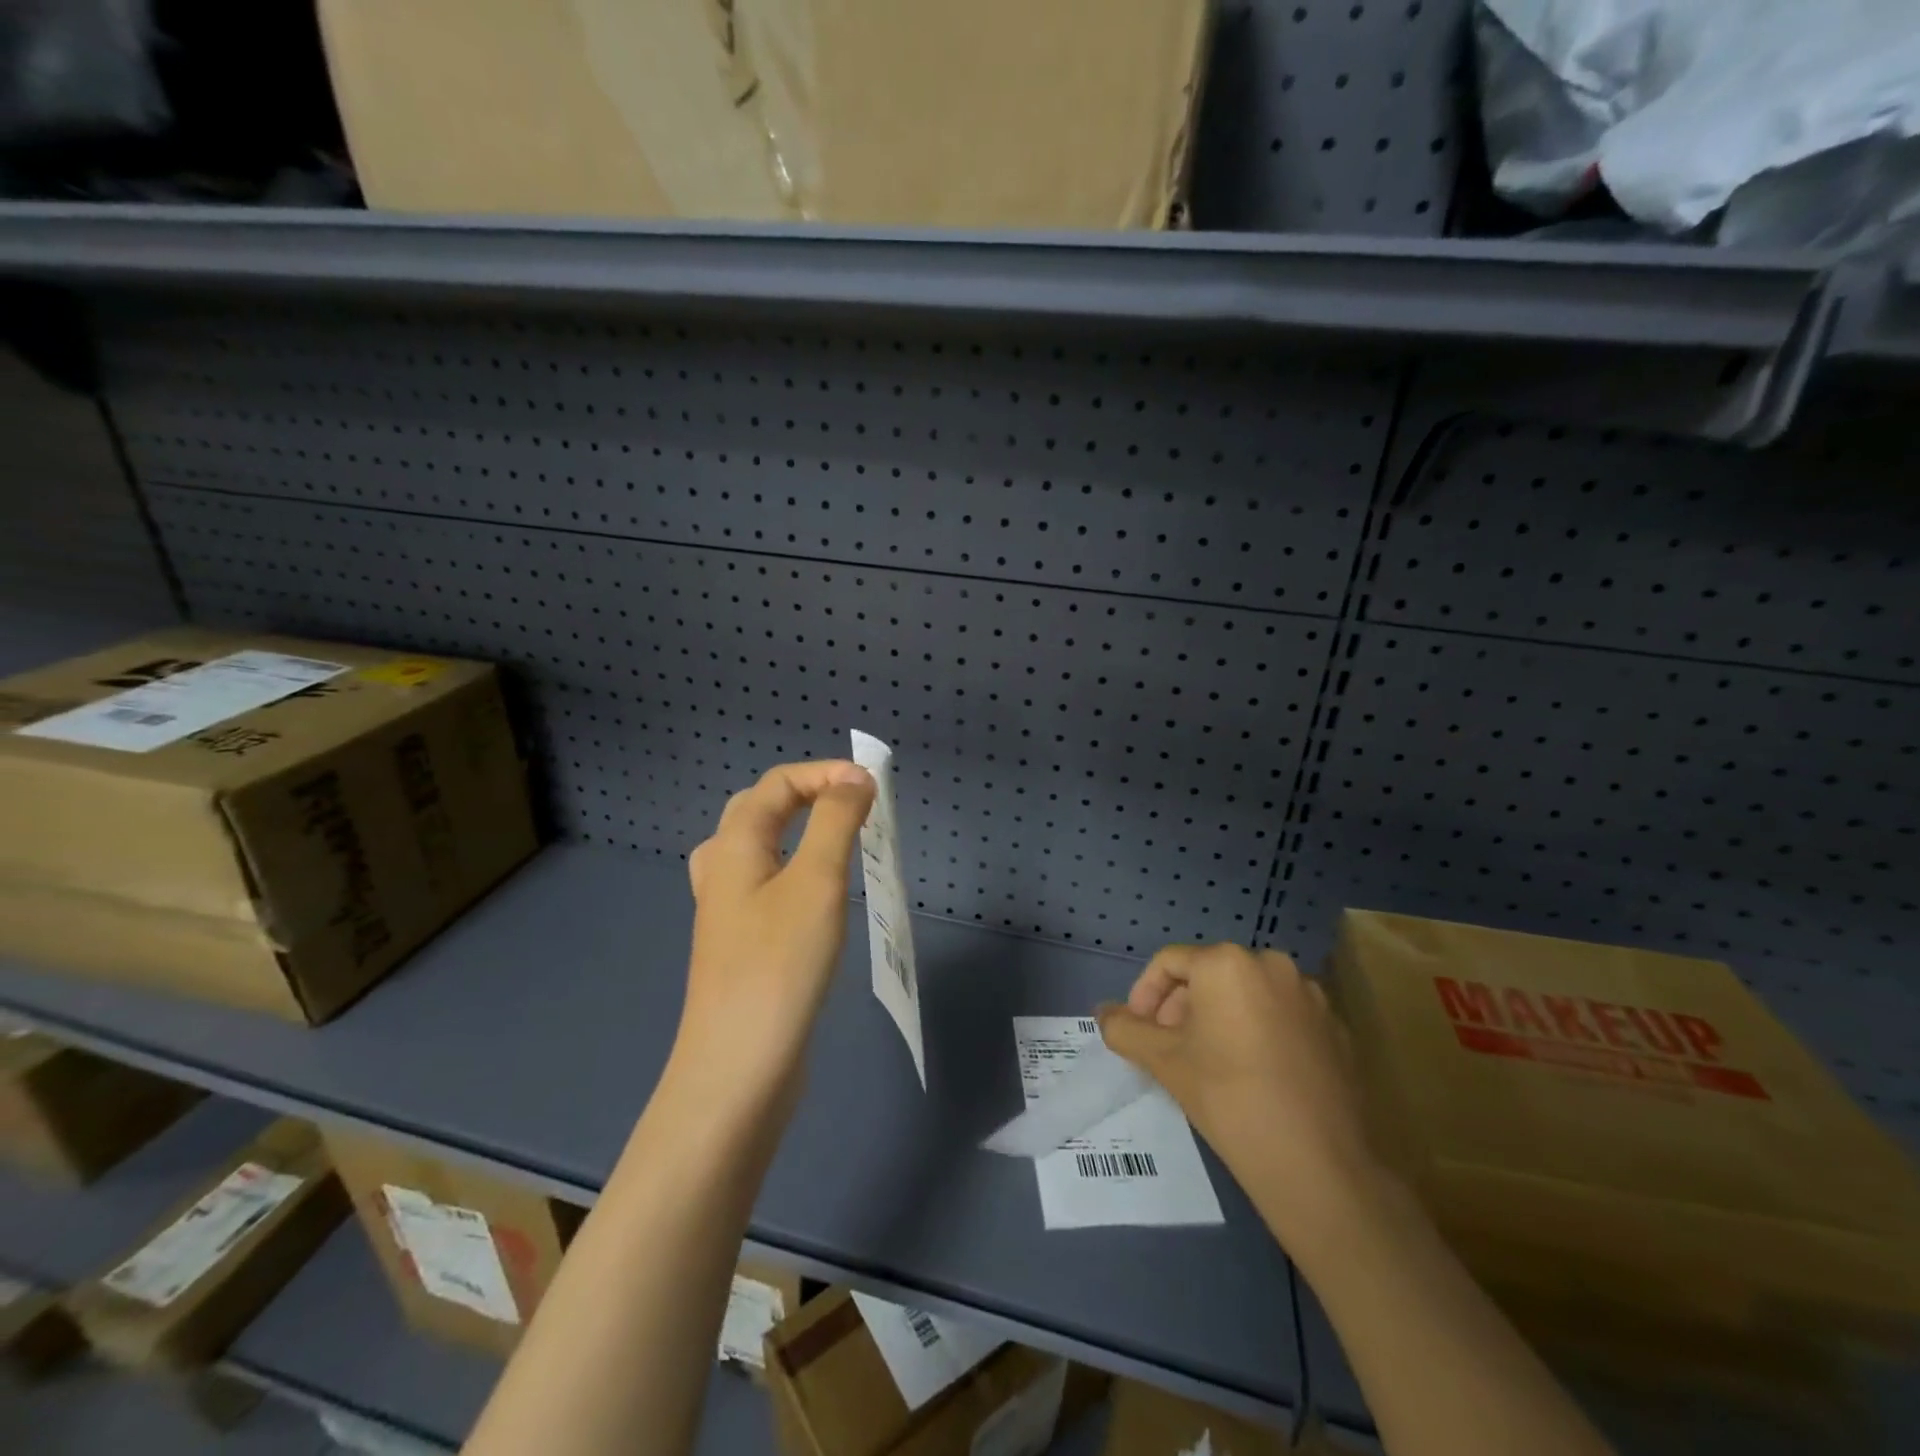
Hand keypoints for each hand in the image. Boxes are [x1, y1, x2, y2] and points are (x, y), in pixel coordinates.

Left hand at [669, 760, 875, 1120]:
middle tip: (855, 807)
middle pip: (760, 810)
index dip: (825, 773)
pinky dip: (796, 870)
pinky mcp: (740, 944)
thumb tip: (855, 777)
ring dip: (799, 832)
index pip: (777, 784)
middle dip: (808, 795)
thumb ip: (835, 821)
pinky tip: (817, 896)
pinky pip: (767, 885)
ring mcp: (726, 911)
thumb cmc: (780, 964)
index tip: (873, 787)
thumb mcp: (816, 881)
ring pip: (760, 849)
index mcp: (733, 846)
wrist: (739, 1067)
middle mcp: (722, 870)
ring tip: (837, 840)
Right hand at [1097, 943, 1377, 1237]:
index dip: (1144, 995)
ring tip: (1208, 1063)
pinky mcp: (1337, 1029)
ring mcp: (1311, 996)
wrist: (1319, 1167)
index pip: (1169, 963)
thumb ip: (1125, 1029)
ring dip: (1218, 1019)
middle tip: (1168, 1050)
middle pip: (1210, 975)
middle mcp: (1273, 965)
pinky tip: (1252, 1075)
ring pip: (1247, 995)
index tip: (1138, 1033)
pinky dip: (1258, 1032)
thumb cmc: (1229, 1099)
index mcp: (1228, 963)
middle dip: (1181, 1007)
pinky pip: (1282, 1016)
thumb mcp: (1164, 1061)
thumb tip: (1103, 1013)